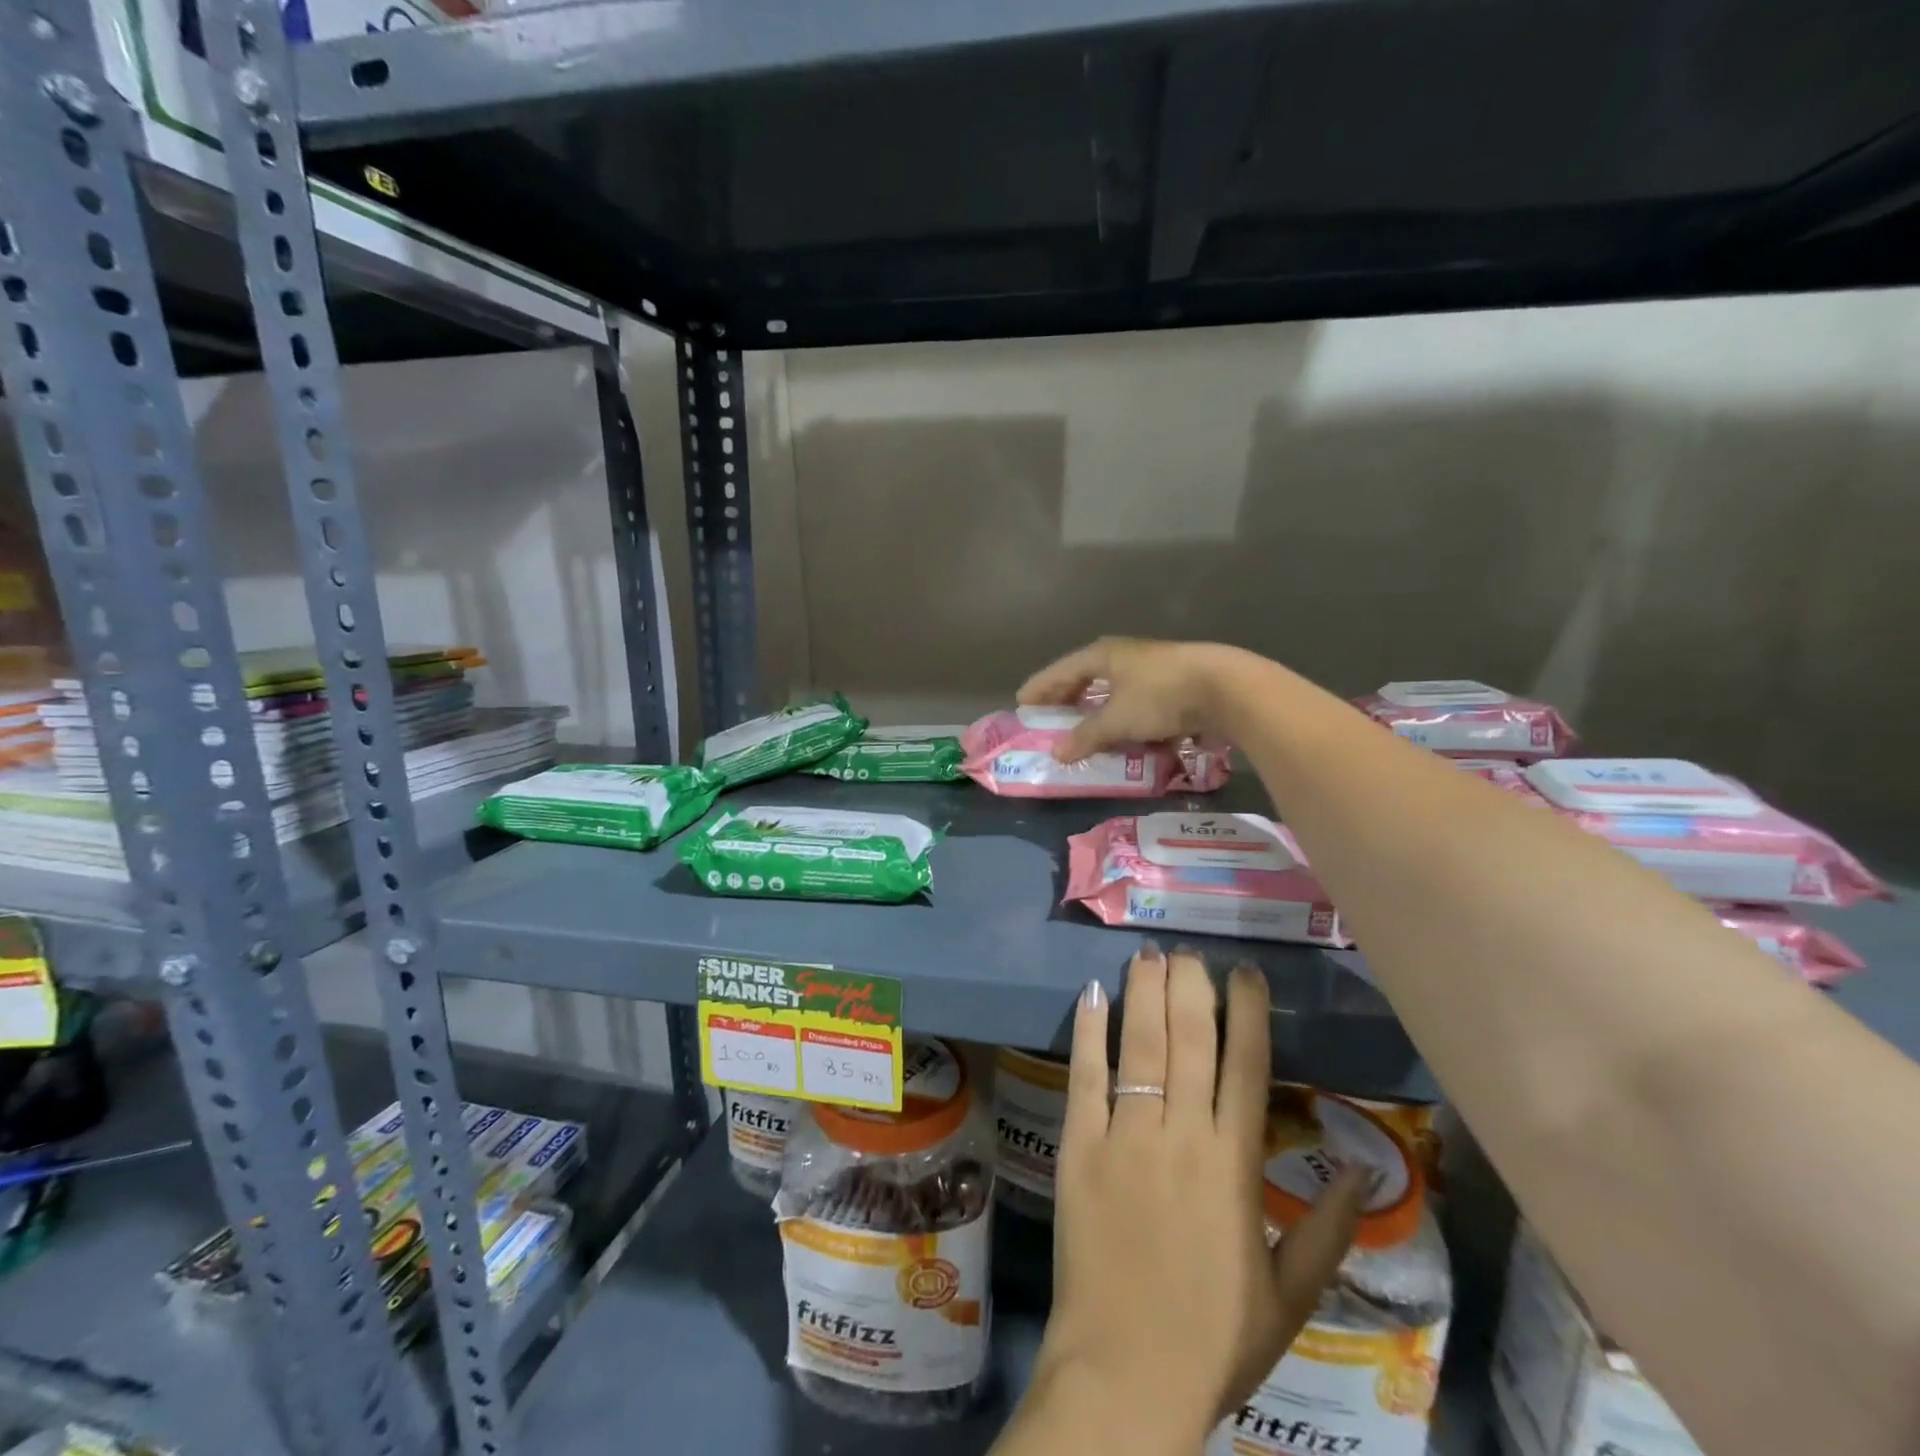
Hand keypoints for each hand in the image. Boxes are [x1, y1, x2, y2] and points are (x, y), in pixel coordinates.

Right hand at [1017, 637, 1241, 762]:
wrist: (1227, 688)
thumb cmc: (1160, 696)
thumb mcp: (1117, 720)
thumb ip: (1085, 737)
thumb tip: (1057, 754)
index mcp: (1104, 655)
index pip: (1061, 670)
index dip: (1041, 687)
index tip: (1022, 703)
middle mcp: (1125, 656)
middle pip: (1087, 677)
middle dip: (1068, 698)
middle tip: (1051, 717)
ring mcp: (1152, 668)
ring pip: (1115, 690)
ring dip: (1098, 710)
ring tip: (1086, 730)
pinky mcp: (1175, 683)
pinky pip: (1138, 702)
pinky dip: (1126, 717)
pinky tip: (1127, 736)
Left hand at [1031, 946, 1368, 1441]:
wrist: (1125, 1375)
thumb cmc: (1213, 1338)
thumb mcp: (1288, 1296)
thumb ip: (1327, 1231)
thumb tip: (1366, 1173)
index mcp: (1233, 1166)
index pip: (1246, 1068)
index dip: (1247, 1013)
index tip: (1245, 973)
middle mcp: (1180, 1136)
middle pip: (1189, 1042)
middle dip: (1191, 988)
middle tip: (1189, 951)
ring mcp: (1124, 1136)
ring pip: (1140, 1048)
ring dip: (1144, 995)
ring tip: (1148, 956)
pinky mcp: (1078, 1146)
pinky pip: (1085, 1077)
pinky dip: (1089, 1032)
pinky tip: (1092, 994)